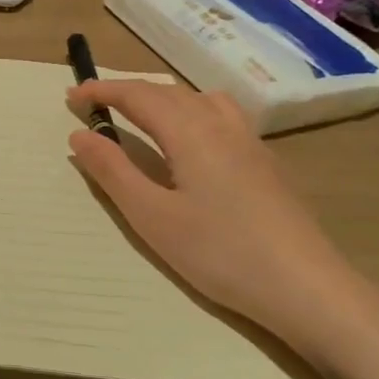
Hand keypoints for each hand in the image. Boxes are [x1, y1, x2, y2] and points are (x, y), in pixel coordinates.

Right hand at [67, 81, 378, 371]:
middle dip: (128, 92)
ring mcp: (250, 142)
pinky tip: (193, 143)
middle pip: (169, 92)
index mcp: (190, 132)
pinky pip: (222, 116)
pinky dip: (192, 112)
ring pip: (200, 99)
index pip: (138, 95)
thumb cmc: (220, 252)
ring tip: (142, 117)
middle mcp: (221, 125)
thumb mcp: (151, 216)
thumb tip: (79, 134)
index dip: (102, 90)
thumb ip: (112, 171)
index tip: (71, 96)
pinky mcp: (267, 163)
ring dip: (163, 98)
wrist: (307, 288)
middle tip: (95, 106)